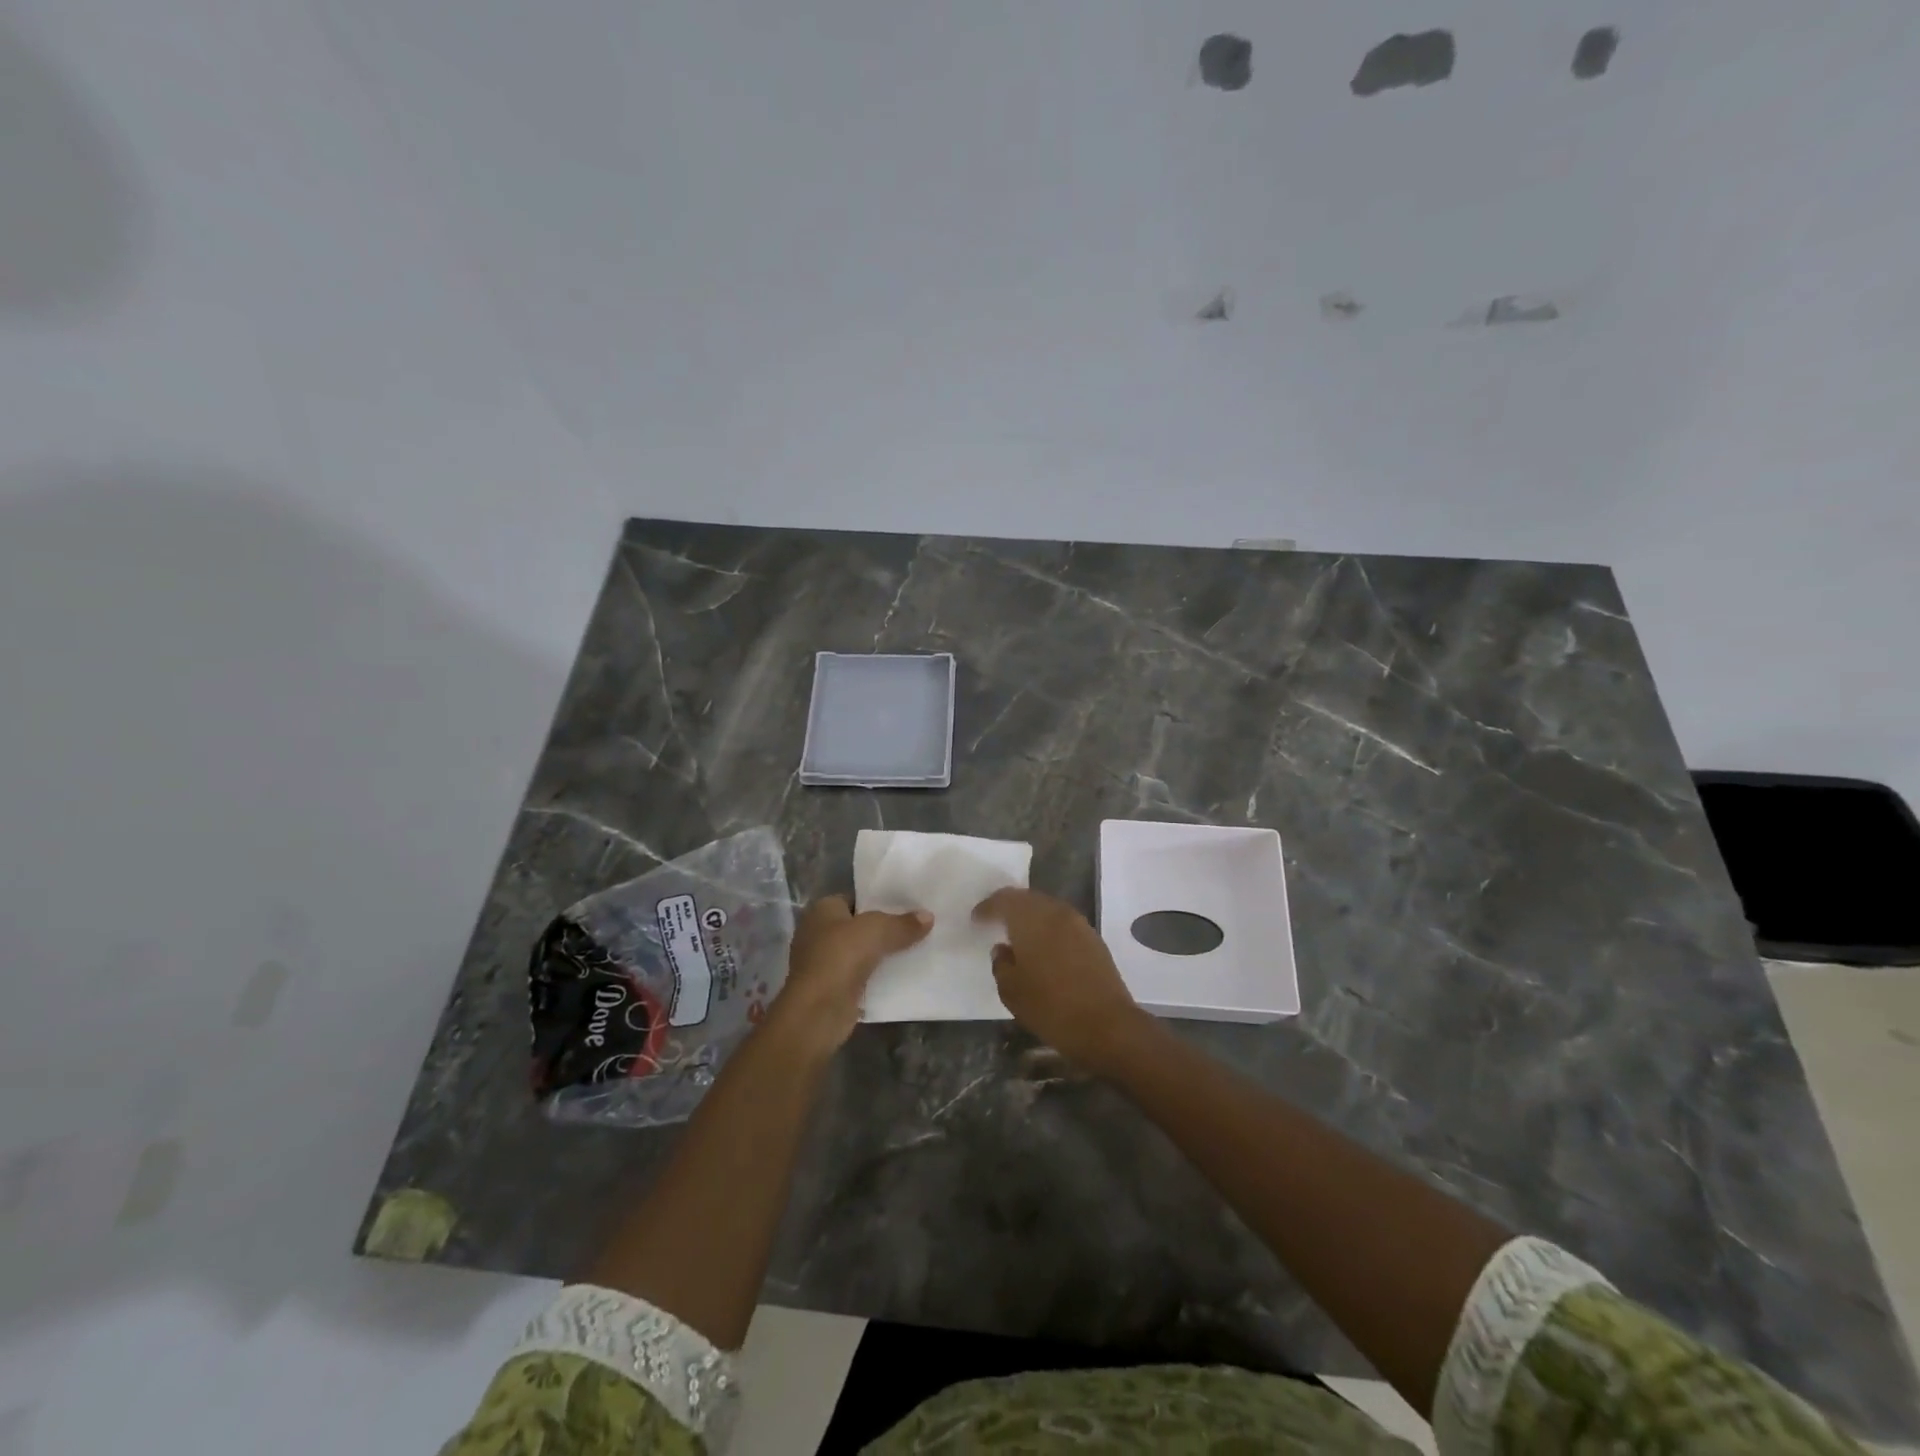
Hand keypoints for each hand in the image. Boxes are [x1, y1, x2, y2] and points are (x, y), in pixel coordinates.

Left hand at [770, 895, 930, 1054]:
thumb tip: (928, 916)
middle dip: (885, 929)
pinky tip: (904, 975)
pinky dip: (879, 977)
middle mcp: (818, 933)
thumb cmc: (840, 957)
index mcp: (822, 910)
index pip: (855, 898)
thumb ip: (903, 923)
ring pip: (862, 953)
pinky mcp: (833, 989)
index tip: (908, 905)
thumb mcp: (877, 930)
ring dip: (883, 955)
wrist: (817, 1011)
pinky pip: (862, 976)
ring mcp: (824, 964)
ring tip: (917, 949)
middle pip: (859, 927)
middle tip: (917, 927)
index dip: (880, 900)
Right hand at [974, 888, 1151, 1075]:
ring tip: (1018, 933)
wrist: (1107, 1025)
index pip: (1004, 900)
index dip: (987, 907)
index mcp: (1031, 919)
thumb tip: (1003, 949)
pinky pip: (1063, 922)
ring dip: (1031, 916)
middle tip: (995, 919)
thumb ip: (1001, 964)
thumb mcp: (1011, 991)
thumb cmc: (1051, 1007)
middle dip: (1009, 906)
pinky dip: (1049, 927)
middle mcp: (1055, 912)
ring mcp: (1078, 924)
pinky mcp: (1093, 939)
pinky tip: (1043, 945)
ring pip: (1048, 908)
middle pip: (1027, 898)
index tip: (976, 918)